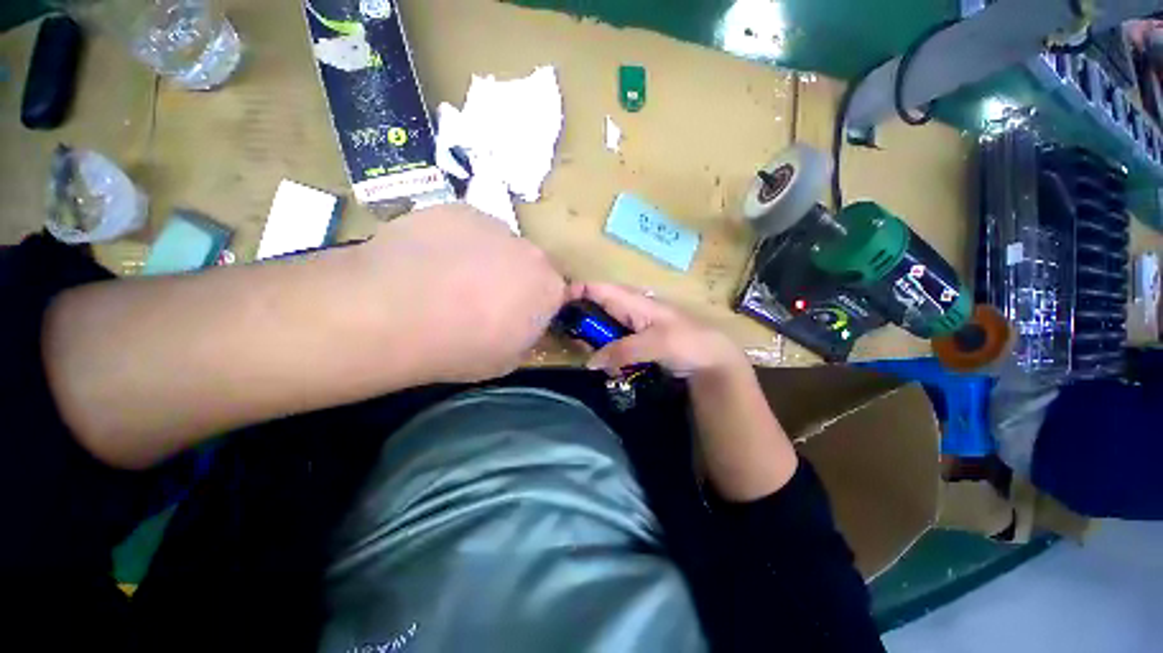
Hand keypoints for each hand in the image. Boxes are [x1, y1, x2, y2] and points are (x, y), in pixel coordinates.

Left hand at [359, 204, 566, 382]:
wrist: (396, 314)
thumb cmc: (461, 348)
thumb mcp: (506, 360)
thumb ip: (525, 338)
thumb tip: (522, 325)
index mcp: (548, 288)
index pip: (556, 292)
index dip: (536, 304)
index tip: (517, 314)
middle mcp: (529, 251)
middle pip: (528, 263)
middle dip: (513, 278)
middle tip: (481, 299)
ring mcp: (492, 225)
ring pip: (496, 243)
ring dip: (484, 258)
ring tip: (448, 280)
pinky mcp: (456, 210)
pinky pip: (464, 227)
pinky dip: (453, 242)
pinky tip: (427, 261)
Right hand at [569, 282, 748, 379]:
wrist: (713, 359)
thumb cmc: (688, 342)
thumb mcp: (655, 344)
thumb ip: (622, 351)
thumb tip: (589, 362)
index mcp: (632, 301)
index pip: (596, 288)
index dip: (573, 291)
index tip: (552, 306)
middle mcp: (628, 309)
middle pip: (594, 307)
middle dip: (580, 323)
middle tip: (569, 342)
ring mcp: (631, 327)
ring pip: (601, 329)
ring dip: (593, 344)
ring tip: (592, 361)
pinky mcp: (635, 342)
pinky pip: (612, 345)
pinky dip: (606, 355)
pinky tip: (609, 369)